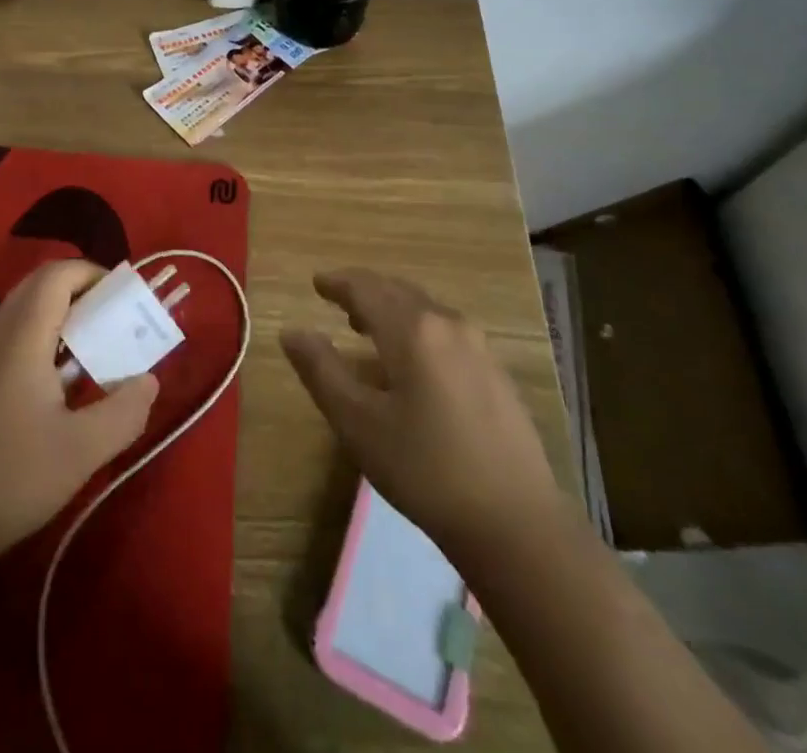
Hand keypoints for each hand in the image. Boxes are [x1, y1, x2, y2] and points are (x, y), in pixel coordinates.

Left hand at [0, 260, 158, 574]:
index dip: (94, 274)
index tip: (126, 299)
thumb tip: (149, 380)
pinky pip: (12, 335)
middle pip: (40, 285)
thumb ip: (124, 411)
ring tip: (95, 349)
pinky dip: (43, 337)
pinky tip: (60, 383)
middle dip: (82, 291)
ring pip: (24, 310)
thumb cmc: (9, 480)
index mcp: (20, 336)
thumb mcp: (81, 452)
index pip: (57, 274)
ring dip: (62, 315)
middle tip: (116, 321)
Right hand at [281, 269, 560, 553]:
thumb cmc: (424, 469)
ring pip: (424, 309)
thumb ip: (321, 370)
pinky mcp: (496, 372)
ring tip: (368, 326)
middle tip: (338, 299)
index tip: (316, 282)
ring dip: (392, 308)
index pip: (365, 288)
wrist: (516, 523)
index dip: (337, 283)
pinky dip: (417, 327)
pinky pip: (445, 329)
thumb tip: (291, 331)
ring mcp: (478, 346)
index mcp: (411, 329)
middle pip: (397, 291)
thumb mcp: (357, 423)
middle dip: (365, 290)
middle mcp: (446, 323)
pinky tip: (412, 359)